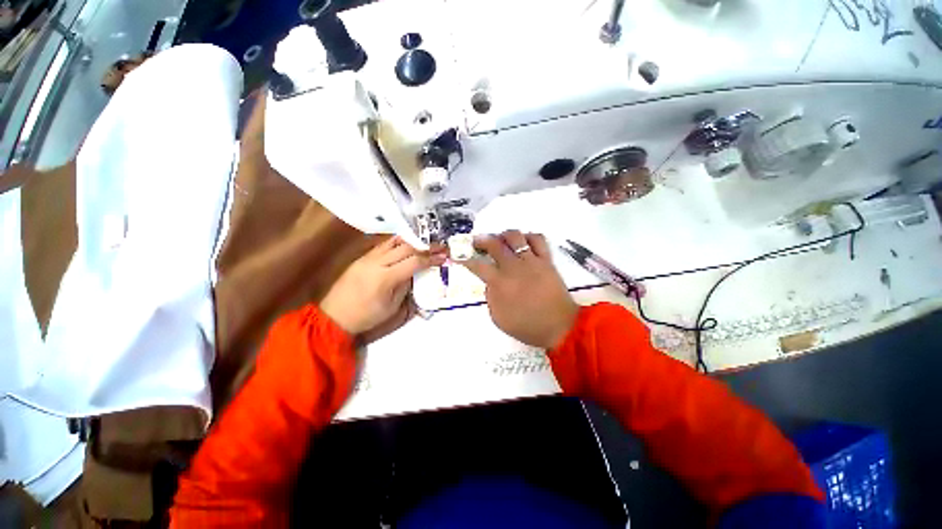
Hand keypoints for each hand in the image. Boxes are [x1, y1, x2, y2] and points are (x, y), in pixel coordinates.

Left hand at [321, 237, 445, 336]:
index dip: (431, 259)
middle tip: (439, 248)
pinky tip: (406, 245)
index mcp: (386, 277)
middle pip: (406, 248)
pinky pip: (384, 245)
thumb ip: (405, 287)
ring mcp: (368, 257)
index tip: (443, 257)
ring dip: (412, 242)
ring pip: (394, 242)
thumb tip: (414, 274)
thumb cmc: (366, 316)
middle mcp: (377, 262)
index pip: (414, 262)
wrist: (334, 316)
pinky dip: (398, 243)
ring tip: (426, 244)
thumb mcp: (391, 307)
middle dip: (426, 247)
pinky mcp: (362, 257)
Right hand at [463, 230, 578, 348]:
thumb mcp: (499, 318)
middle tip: (477, 241)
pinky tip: (524, 241)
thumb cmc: (527, 326)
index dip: (465, 258)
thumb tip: (490, 282)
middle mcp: (513, 267)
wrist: (559, 327)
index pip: (477, 265)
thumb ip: (490, 297)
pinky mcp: (546, 260)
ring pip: (515, 236)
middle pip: (494, 244)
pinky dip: (529, 236)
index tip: (459, 255)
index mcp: (499, 283)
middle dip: (482, 240)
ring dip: (504, 235)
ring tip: (502, 239)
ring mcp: (531, 261)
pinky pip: (538, 239)